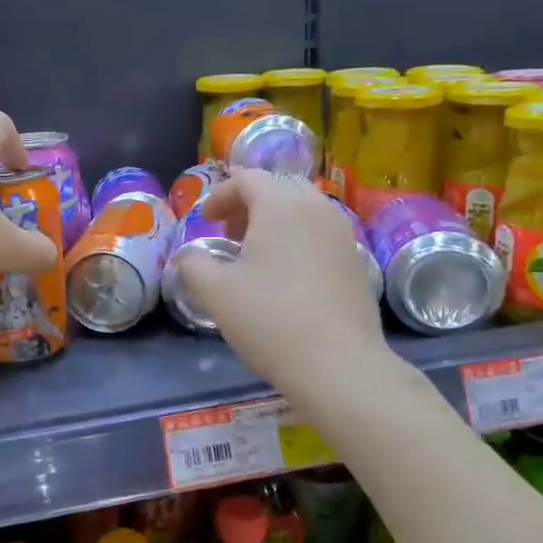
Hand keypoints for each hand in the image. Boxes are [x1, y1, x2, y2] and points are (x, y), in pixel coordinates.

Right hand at [177, 170, 386, 385]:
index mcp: (280, 205)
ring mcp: (342, 233)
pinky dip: (297, 238)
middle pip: (277, 187)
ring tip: (255, 254)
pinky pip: (320, 232)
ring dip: (274, 220)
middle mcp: (316, 207)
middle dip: (248, 204)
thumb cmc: (270, 319)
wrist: (338, 364)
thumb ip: (194, 264)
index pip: (247, 178)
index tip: (205, 220)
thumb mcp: (216, 292)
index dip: (220, 194)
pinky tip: (285, 275)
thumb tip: (187, 256)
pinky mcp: (355, 259)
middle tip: (229, 234)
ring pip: (303, 209)